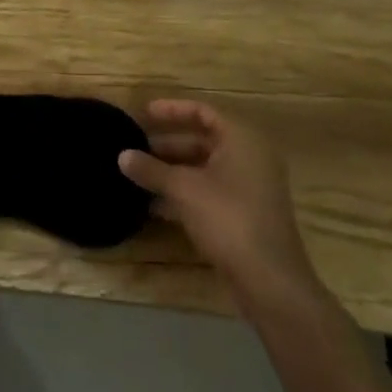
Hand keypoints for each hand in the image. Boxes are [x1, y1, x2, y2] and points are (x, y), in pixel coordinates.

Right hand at [119, 100, 315, 295]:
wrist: (270, 281)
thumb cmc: (228, 219)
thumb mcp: (184, 189)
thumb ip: (152, 170)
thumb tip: (122, 155)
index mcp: (241, 139)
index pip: (203, 111)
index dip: (171, 110)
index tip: (143, 114)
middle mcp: (250, 157)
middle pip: (203, 140)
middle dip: (167, 144)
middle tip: (135, 146)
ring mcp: (250, 187)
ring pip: (204, 168)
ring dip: (172, 170)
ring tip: (138, 174)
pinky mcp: (245, 214)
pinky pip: (210, 191)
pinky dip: (185, 192)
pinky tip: (155, 204)